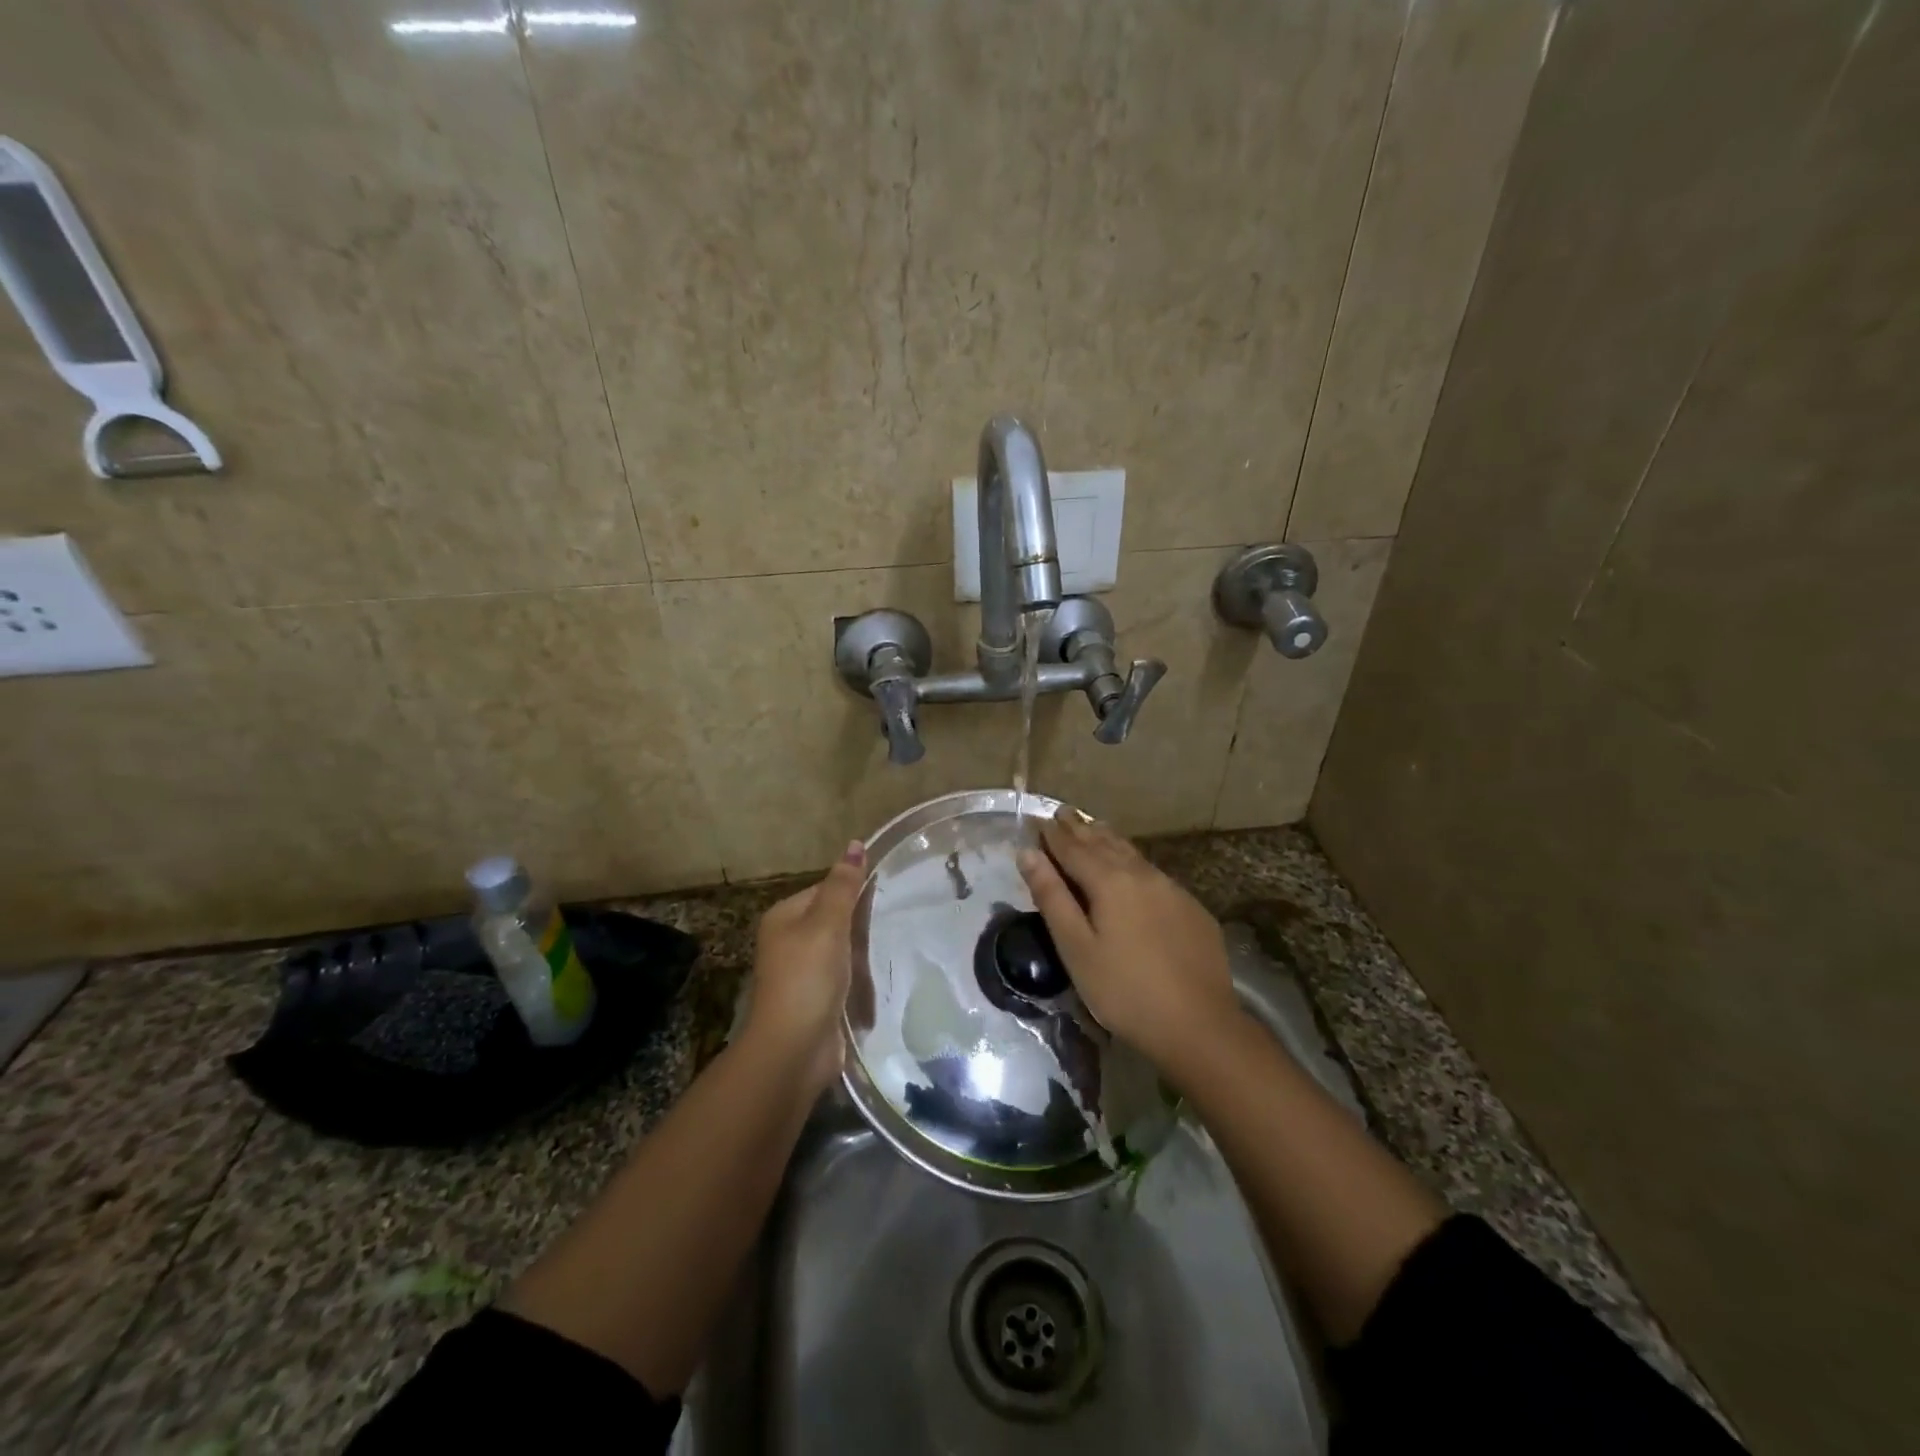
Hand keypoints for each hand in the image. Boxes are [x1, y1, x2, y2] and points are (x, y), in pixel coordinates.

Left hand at [743, 840, 865, 1090]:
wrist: (793, 1049)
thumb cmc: (808, 978)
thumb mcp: (828, 924)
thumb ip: (844, 886)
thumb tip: (856, 843)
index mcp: (784, 917)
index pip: (825, 889)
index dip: (853, 891)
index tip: (884, 896)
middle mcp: (788, 941)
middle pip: (833, 919)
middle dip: (860, 925)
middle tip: (892, 924)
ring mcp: (801, 973)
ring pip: (841, 950)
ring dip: (862, 955)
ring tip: (890, 952)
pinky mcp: (816, 1000)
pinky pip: (844, 979)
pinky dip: (859, 980)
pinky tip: (877, 982)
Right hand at [1018, 810, 1238, 1077]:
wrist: (1199, 1025)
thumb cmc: (1125, 990)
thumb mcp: (1076, 948)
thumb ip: (1052, 897)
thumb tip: (1028, 853)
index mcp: (1110, 881)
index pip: (1073, 848)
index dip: (1052, 834)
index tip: (1037, 819)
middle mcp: (1141, 874)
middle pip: (1104, 843)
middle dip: (1079, 828)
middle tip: (1063, 812)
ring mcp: (1171, 889)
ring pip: (1131, 853)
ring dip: (1107, 838)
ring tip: (1092, 827)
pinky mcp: (1191, 908)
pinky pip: (1152, 872)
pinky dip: (1131, 860)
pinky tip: (1132, 867)